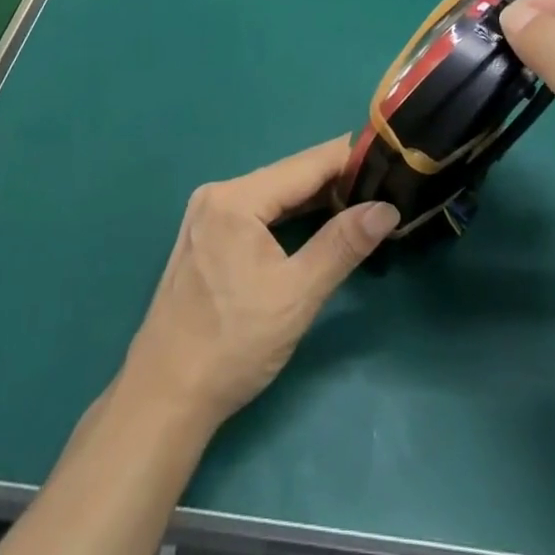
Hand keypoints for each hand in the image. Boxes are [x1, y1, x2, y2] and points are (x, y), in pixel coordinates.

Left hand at [120, 139, 399, 428]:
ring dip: (313, 197)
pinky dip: (288, 214)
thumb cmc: (232, 345)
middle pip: (288, 175)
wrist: (164, 397)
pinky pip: (257, 210)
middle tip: (382, 184)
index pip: (306, 163)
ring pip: (273, 193)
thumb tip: (386, 207)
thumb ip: (342, 245)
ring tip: (359, 200)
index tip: (390, 156)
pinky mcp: (205, 234)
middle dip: (334, 179)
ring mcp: (207, 213)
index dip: (350, 158)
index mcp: (237, 197)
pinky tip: (315, 221)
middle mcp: (219, 193)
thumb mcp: (296, 296)